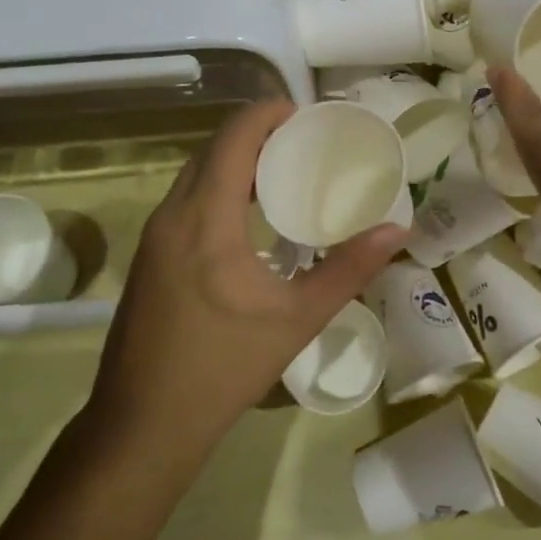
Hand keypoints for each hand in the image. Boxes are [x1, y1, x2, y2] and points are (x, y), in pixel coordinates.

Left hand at [86, 100, 408, 460]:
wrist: (143, 425)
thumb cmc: (223, 368)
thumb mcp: (296, 318)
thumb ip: (348, 269)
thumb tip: (398, 230)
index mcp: (205, 218)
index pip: (233, 138)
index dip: (268, 114)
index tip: (307, 115)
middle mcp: (171, 215)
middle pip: (213, 150)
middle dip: (256, 135)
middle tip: (304, 144)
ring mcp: (153, 238)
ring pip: (195, 176)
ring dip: (235, 163)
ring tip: (283, 174)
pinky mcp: (148, 259)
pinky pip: (185, 202)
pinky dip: (218, 190)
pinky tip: (248, 220)